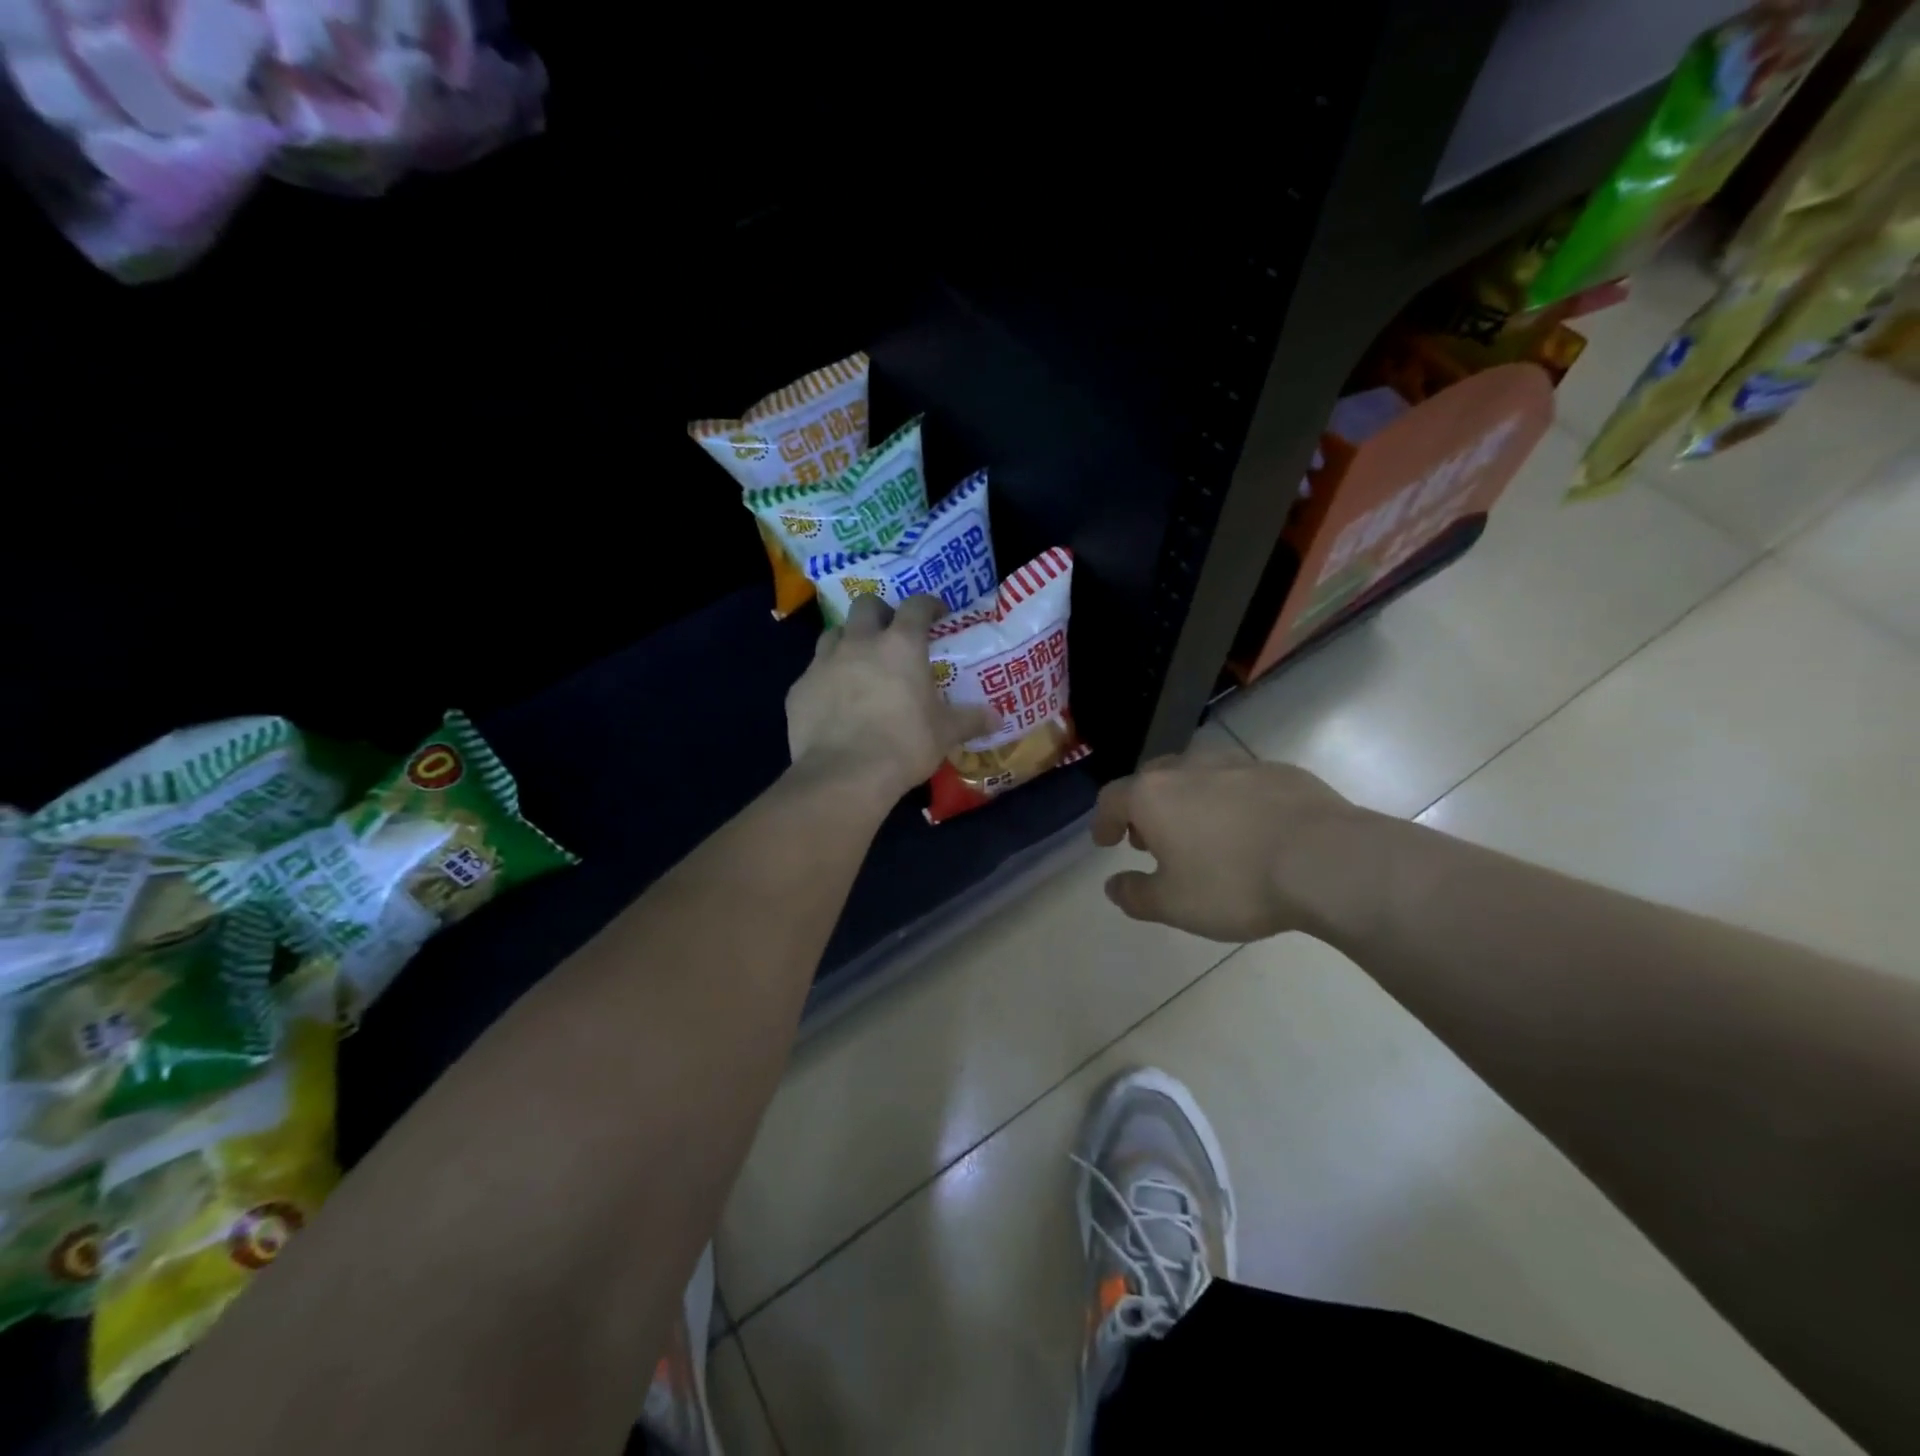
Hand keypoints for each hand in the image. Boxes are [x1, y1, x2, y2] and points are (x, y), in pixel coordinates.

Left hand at [786, 594, 994, 802]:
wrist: (844, 774)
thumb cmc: (904, 745)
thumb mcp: (945, 734)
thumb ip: (970, 720)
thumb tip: (997, 718)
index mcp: (901, 645)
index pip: (916, 606)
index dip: (928, 605)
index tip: (936, 614)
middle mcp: (860, 643)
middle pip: (866, 605)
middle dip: (880, 613)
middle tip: (891, 634)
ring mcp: (823, 663)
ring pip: (833, 633)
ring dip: (847, 640)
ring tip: (858, 663)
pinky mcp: (799, 688)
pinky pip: (812, 672)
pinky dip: (825, 679)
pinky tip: (833, 701)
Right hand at [1092, 749, 1377, 942]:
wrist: (1327, 861)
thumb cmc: (1235, 883)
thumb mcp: (1175, 904)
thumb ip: (1136, 895)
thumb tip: (1113, 886)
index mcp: (1154, 794)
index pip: (1112, 799)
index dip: (1103, 821)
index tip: (1105, 842)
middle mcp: (1189, 768)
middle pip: (1152, 780)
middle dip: (1144, 809)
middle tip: (1150, 840)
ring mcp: (1237, 764)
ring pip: (1197, 775)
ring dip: (1187, 801)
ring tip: (1199, 834)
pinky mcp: (1279, 771)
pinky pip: (1239, 782)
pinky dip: (1230, 801)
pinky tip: (1248, 830)